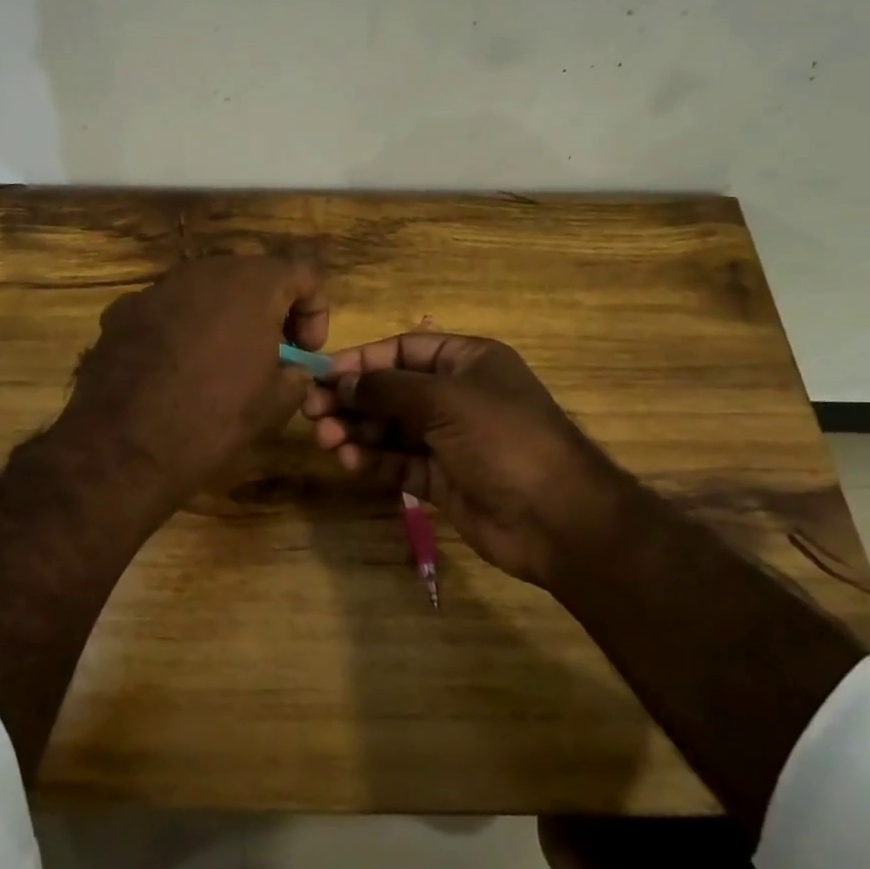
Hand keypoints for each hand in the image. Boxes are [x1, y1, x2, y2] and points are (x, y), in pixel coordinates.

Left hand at [57, 257, 328, 512]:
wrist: (124, 447)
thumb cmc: (213, 421)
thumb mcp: (275, 404)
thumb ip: (296, 373)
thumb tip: (291, 368)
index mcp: (252, 285)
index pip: (303, 273)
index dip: (314, 311)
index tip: (304, 352)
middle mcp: (204, 272)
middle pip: (251, 276)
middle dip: (268, 310)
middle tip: (269, 354)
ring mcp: (158, 288)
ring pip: (206, 291)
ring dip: (223, 317)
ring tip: (219, 363)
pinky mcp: (123, 310)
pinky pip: (167, 310)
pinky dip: (181, 329)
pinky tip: (173, 370)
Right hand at [301, 333, 636, 586]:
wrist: (557, 518)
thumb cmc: (503, 439)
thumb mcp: (444, 401)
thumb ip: (387, 388)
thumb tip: (340, 381)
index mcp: (467, 362)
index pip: (403, 350)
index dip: (362, 361)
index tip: (323, 374)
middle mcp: (456, 396)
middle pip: (391, 390)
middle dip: (352, 399)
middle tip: (312, 412)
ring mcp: (448, 439)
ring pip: (390, 428)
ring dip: (357, 431)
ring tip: (327, 440)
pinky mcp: (441, 479)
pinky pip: (398, 462)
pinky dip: (373, 460)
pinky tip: (349, 461)